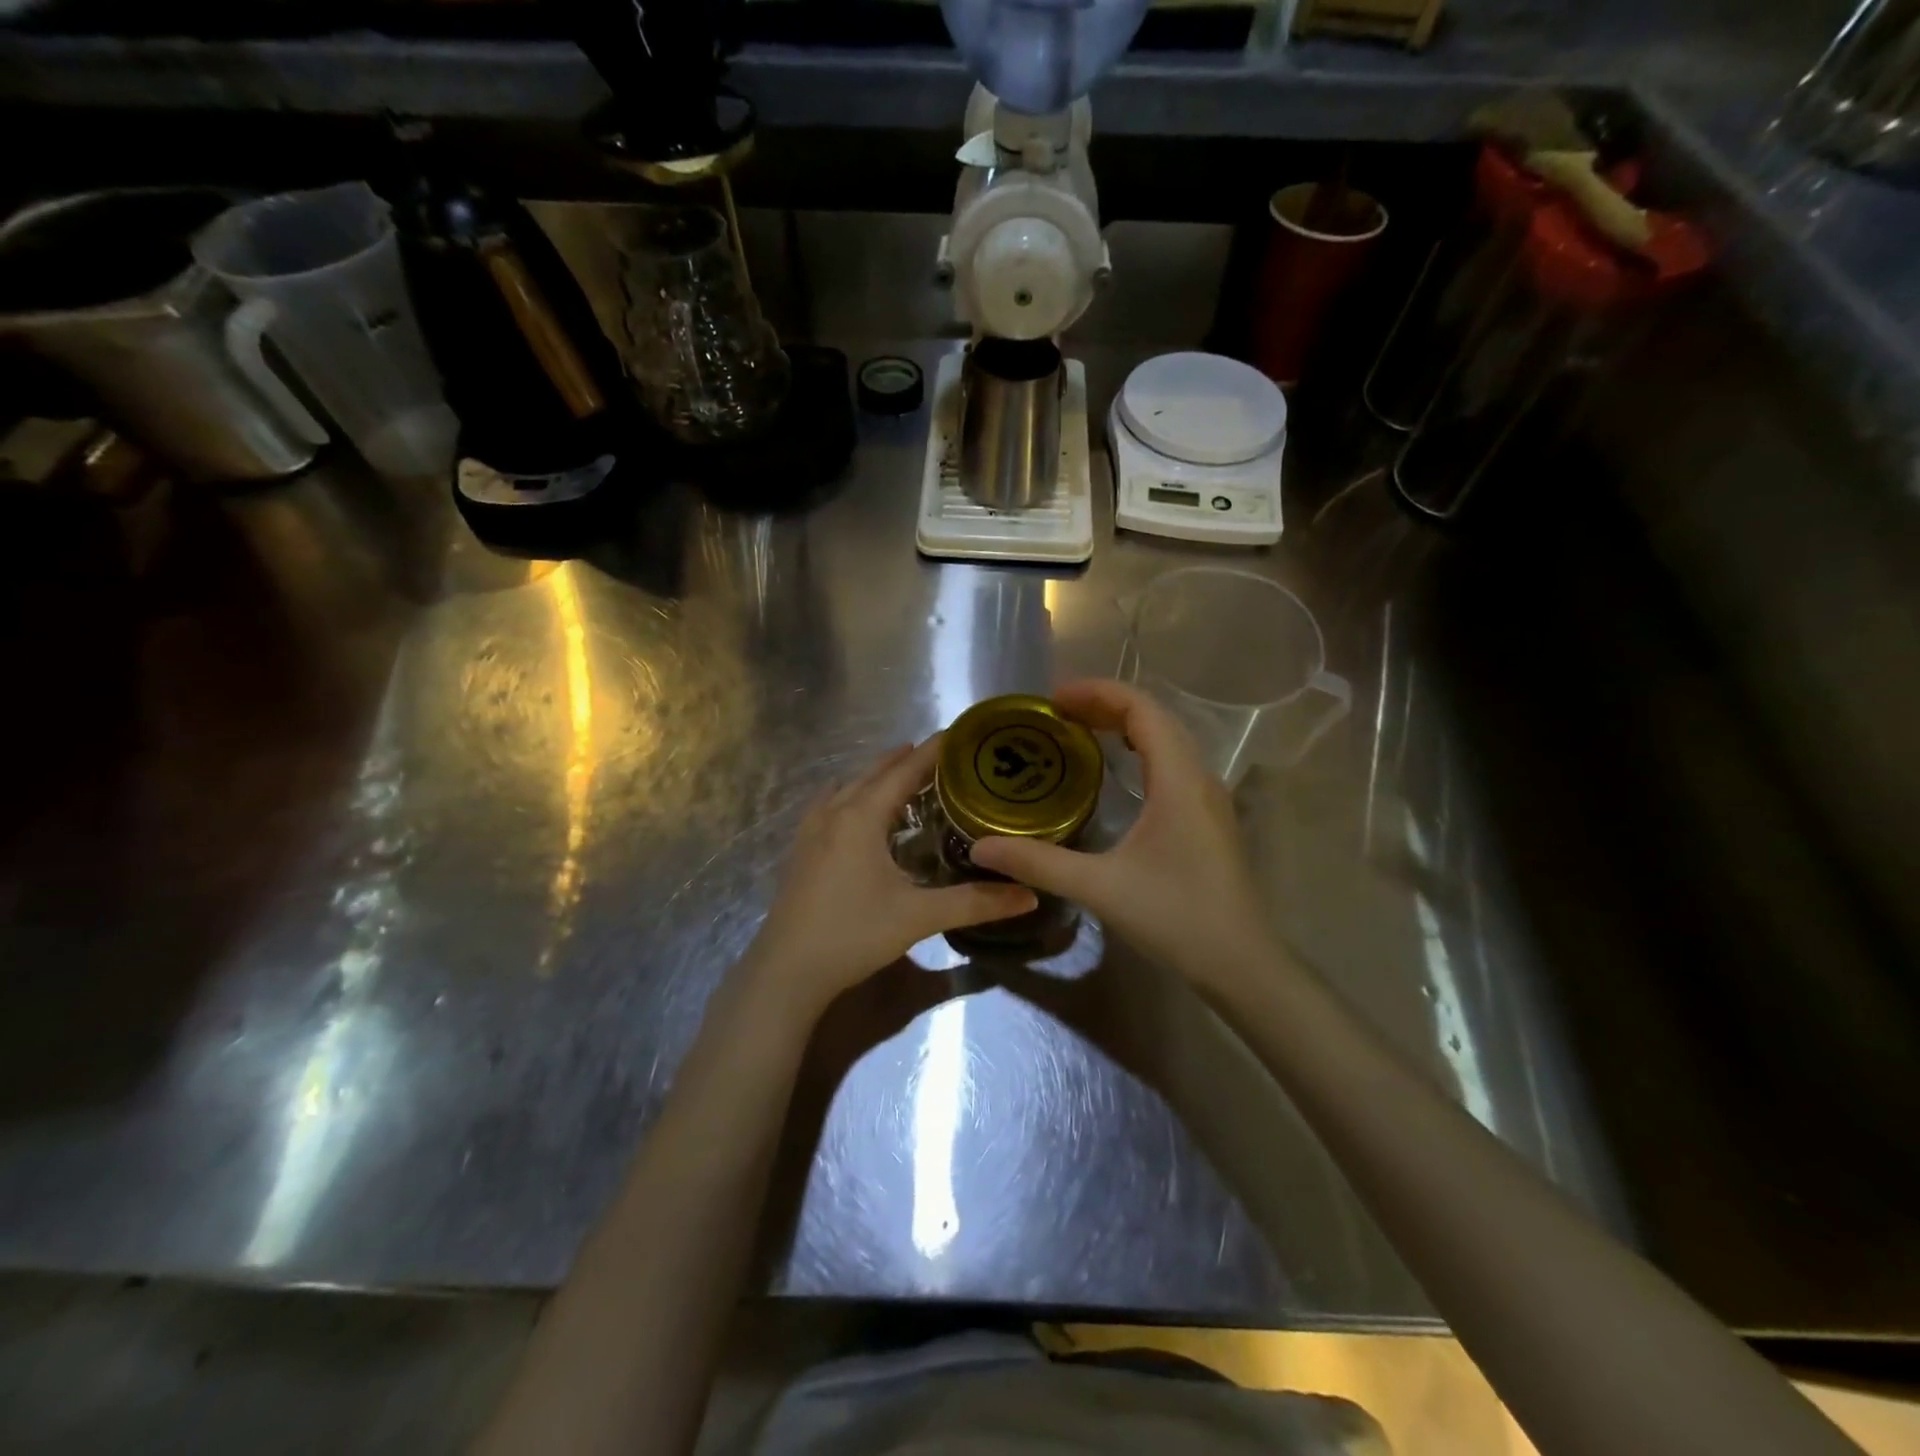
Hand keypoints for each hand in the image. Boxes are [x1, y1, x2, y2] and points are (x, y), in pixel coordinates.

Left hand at [742, 737, 1036, 1017]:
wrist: (786, 972)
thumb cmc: (853, 934)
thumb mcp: (918, 917)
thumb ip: (975, 903)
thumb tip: (1030, 895)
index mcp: (861, 817)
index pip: (904, 771)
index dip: (933, 751)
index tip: (959, 734)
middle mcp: (834, 813)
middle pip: (874, 773)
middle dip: (906, 760)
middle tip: (942, 755)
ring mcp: (810, 831)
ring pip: (848, 787)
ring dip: (876, 776)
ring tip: (904, 776)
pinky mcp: (800, 851)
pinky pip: (829, 805)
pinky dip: (851, 796)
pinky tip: (855, 812)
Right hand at [969, 680, 1274, 990]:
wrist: (1241, 964)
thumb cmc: (1176, 917)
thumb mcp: (1100, 888)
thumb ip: (1038, 862)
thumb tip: (981, 847)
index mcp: (1178, 779)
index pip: (1141, 709)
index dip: (1097, 692)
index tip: (1053, 699)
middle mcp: (1198, 777)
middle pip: (1154, 717)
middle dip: (1105, 704)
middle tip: (1056, 713)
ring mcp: (1207, 797)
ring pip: (1166, 739)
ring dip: (1124, 725)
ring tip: (1078, 731)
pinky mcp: (1207, 818)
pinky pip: (1171, 762)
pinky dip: (1139, 749)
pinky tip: (1114, 772)